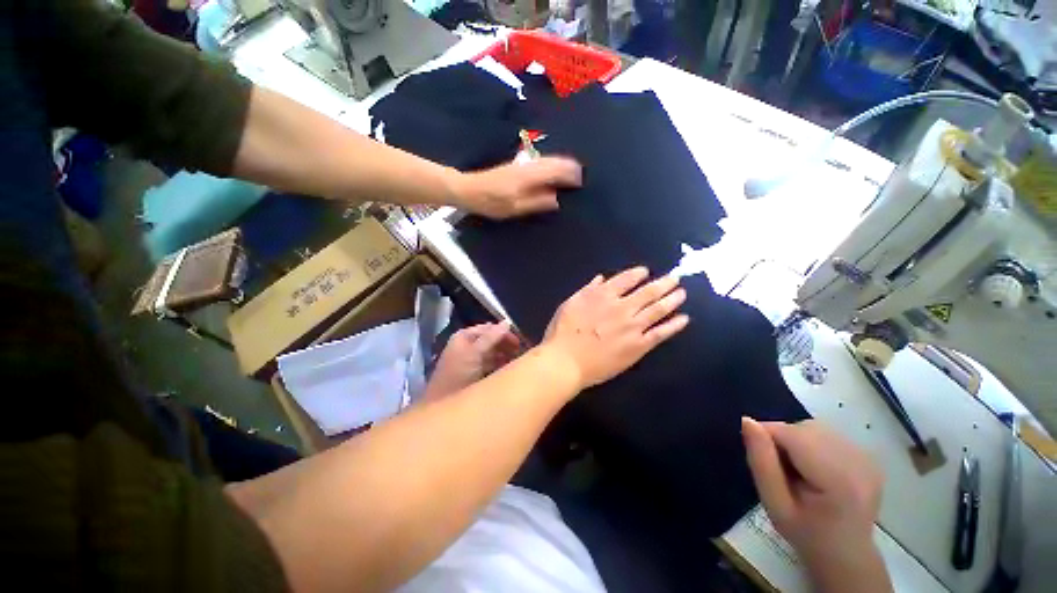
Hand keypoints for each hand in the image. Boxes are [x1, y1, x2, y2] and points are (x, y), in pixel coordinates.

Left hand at [422, 322, 521, 401]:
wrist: (442, 406)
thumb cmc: (457, 375)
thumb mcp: (474, 353)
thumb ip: (491, 337)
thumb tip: (507, 322)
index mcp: (463, 337)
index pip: (488, 328)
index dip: (504, 333)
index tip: (520, 342)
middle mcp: (466, 345)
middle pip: (490, 339)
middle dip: (505, 344)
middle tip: (521, 352)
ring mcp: (469, 359)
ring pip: (491, 352)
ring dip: (504, 355)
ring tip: (517, 361)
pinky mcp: (472, 373)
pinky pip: (489, 364)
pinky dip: (499, 365)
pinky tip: (508, 370)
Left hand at [456, 156, 581, 218]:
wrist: (470, 189)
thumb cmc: (492, 202)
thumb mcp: (515, 208)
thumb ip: (537, 202)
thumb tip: (558, 199)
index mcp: (529, 175)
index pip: (557, 169)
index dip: (571, 175)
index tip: (582, 183)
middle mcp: (529, 164)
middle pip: (556, 160)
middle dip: (571, 168)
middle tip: (582, 179)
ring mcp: (524, 162)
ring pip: (550, 159)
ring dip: (563, 165)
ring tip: (572, 176)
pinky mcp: (520, 164)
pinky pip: (543, 161)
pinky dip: (554, 166)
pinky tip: (555, 175)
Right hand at [540, 266, 688, 388]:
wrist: (566, 361)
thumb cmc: (562, 332)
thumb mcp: (569, 304)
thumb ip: (587, 290)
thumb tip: (602, 279)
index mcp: (603, 295)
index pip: (626, 279)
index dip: (638, 274)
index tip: (646, 272)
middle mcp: (621, 307)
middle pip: (648, 292)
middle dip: (663, 283)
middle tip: (675, 278)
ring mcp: (632, 327)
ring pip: (658, 309)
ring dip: (672, 299)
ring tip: (682, 293)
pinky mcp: (638, 346)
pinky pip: (660, 333)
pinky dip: (674, 325)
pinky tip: (684, 319)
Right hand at [741, 418, 891, 592]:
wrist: (846, 555)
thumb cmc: (805, 533)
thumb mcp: (774, 504)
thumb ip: (760, 462)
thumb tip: (747, 421)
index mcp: (839, 479)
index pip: (791, 434)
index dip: (767, 438)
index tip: (761, 460)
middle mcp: (859, 461)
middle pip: (804, 428)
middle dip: (782, 439)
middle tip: (779, 470)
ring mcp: (867, 457)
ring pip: (814, 427)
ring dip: (796, 440)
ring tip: (797, 469)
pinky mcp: (868, 456)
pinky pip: (827, 434)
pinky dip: (811, 443)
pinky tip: (814, 468)